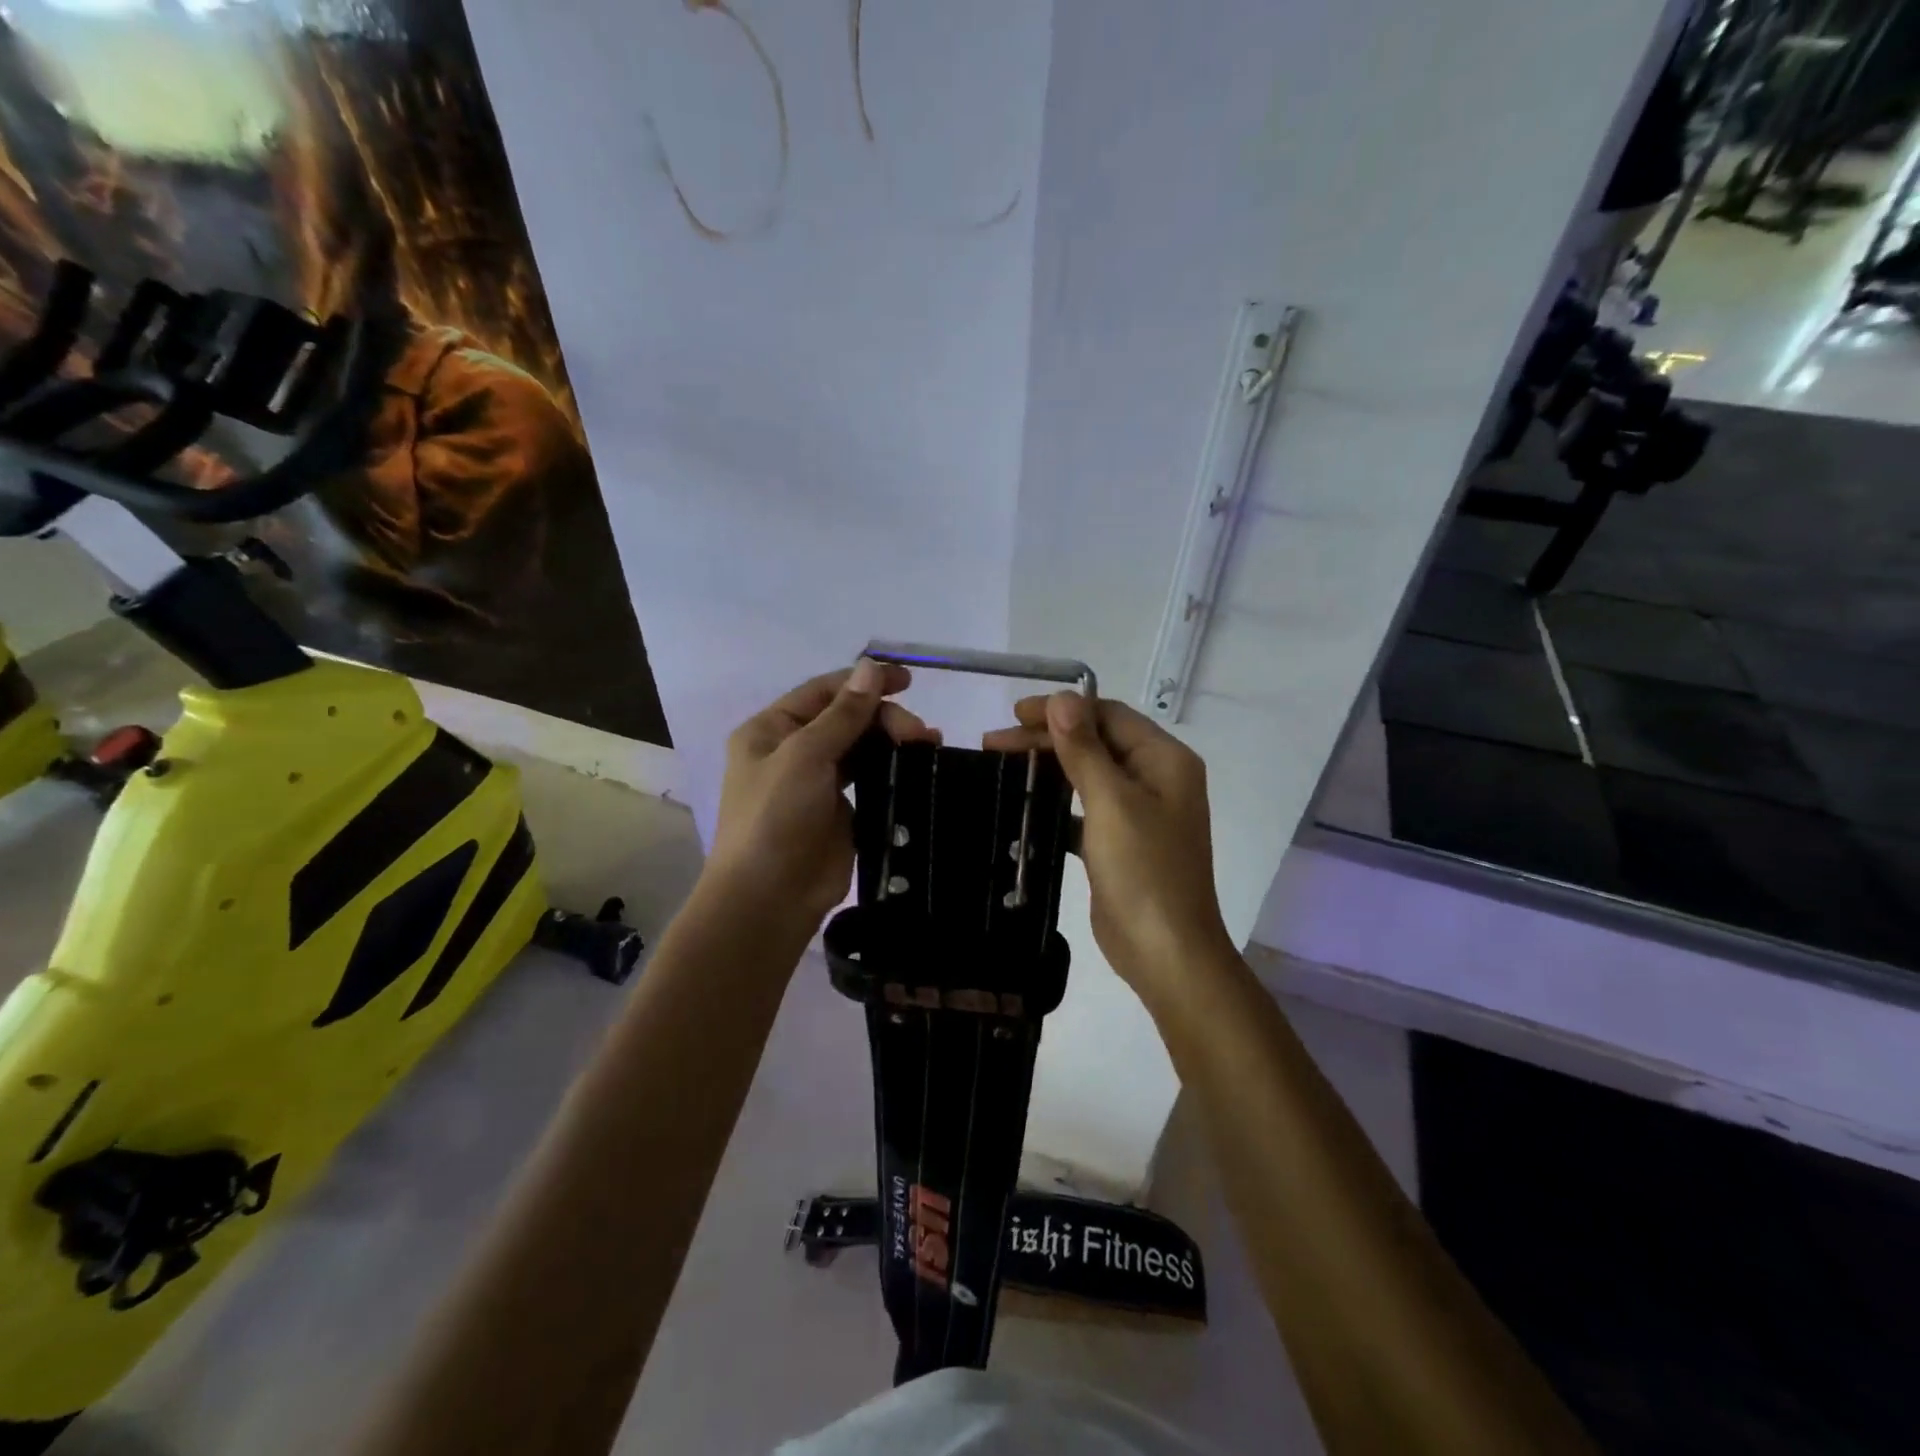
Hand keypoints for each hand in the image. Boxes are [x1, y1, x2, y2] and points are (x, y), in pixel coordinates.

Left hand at [707, 660, 938, 927]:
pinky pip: (870, 779)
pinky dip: (893, 769)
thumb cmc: (775, 818)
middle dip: (884, 718)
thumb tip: (871, 666)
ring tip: (928, 744)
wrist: (769, 898)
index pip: (823, 692)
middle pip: (846, 718)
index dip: (863, 681)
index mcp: (771, 730)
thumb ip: (843, 713)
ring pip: (862, 747)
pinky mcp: (841, 812)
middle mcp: (792, 751)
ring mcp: (817, 783)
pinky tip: (917, 767)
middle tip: (919, 733)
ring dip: (893, 741)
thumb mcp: (805, 756)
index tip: (908, 680)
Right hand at [985, 694, 1232, 999]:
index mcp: (1164, 760)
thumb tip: (1063, 697)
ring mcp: (1139, 812)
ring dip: (1048, 767)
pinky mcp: (1121, 842)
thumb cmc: (1143, 871)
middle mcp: (1156, 778)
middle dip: (1047, 738)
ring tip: (1000, 764)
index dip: (1062, 709)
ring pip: (1087, 774)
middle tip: (993, 741)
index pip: (1108, 715)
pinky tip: (1023, 805)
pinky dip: (1056, 803)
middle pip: (1096, 742)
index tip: (1015, 713)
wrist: (1165, 953)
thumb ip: (1084, 748)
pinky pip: (1084, 809)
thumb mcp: (1111, 803)